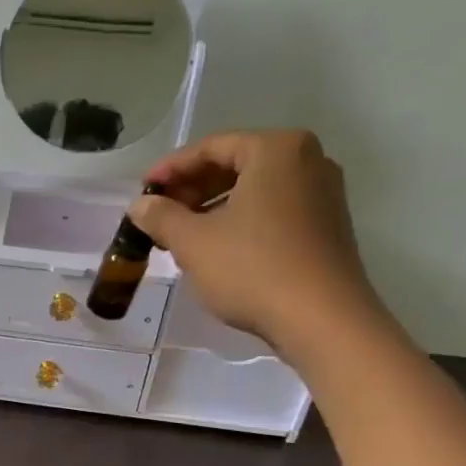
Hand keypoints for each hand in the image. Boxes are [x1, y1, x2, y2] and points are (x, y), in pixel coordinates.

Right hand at [129, 130, 384, 358]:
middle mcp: (307, 160)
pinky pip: (272, 210)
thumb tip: (140, 205)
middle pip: (235, 164)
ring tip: (180, 235)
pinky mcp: (325, 225)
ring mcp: (322, 193)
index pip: (211, 147)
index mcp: (276, 150)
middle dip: (192, 189)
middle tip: (159, 215)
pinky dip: (240, 220)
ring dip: (212, 207)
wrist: (321, 319)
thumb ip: (160, 216)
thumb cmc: (252, 268)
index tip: (142, 192)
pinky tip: (216, 248)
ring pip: (253, 189)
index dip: (170, 169)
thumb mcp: (193, 242)